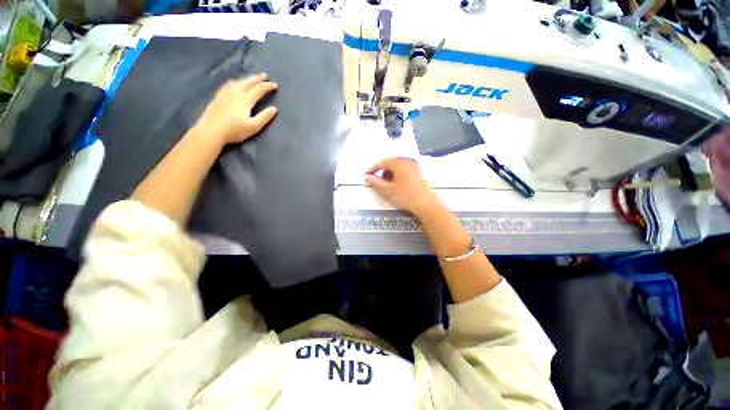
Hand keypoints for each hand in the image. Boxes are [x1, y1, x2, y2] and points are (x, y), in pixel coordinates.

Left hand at [194, 73, 277, 144]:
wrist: (211, 131)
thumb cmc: (234, 130)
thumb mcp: (253, 127)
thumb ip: (264, 117)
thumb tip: (274, 109)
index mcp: (245, 100)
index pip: (259, 90)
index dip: (267, 86)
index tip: (275, 85)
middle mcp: (235, 93)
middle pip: (248, 82)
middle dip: (257, 78)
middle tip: (265, 75)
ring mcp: (225, 93)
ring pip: (238, 82)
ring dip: (246, 79)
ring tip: (251, 78)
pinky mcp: (218, 97)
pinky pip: (228, 84)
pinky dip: (235, 82)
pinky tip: (234, 84)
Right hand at [364, 157, 441, 216]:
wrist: (426, 205)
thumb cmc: (405, 197)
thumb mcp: (387, 191)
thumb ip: (375, 182)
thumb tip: (366, 177)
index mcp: (399, 163)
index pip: (381, 162)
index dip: (372, 169)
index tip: (365, 177)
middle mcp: (407, 161)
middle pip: (389, 162)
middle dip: (380, 171)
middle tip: (375, 180)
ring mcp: (414, 166)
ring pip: (397, 166)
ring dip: (388, 173)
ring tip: (385, 183)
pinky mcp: (418, 172)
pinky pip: (403, 169)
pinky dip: (396, 174)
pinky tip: (395, 184)